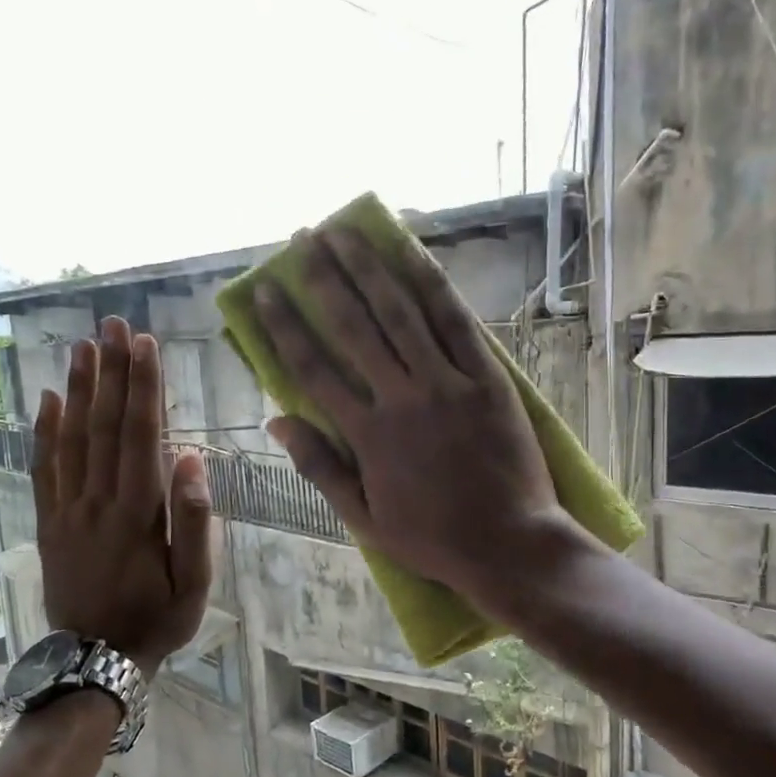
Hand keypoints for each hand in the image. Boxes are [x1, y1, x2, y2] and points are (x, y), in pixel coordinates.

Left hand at [33, 318, 212, 673]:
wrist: (96, 660)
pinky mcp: (49, 523)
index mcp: (137, 513)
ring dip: (77, 389)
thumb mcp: (196, 583)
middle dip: (110, 372)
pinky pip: (44, 469)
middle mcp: (97, 501)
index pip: (141, 435)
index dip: (143, 387)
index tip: (145, 345)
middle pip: (103, 425)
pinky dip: (44, 431)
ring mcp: (67, 510)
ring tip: (82, 346)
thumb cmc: (158, 620)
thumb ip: (195, 521)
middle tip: (112, 325)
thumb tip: (192, 458)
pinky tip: (47, 399)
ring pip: (71, 439)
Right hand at [254, 226, 578, 606]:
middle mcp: (401, 398)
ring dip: (370, 268)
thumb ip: (321, 468)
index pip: (313, 368)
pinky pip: (457, 324)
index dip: (285, 325)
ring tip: (345, 231)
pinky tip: (412, 254)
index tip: (266, 290)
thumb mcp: (364, 519)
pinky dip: (432, 285)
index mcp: (367, 436)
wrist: (509, 545)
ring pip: (401, 314)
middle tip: (304, 237)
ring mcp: (448, 384)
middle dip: (324, 278)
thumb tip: (277, 422)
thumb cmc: (433, 539)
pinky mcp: (489, 380)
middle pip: (354, 326)